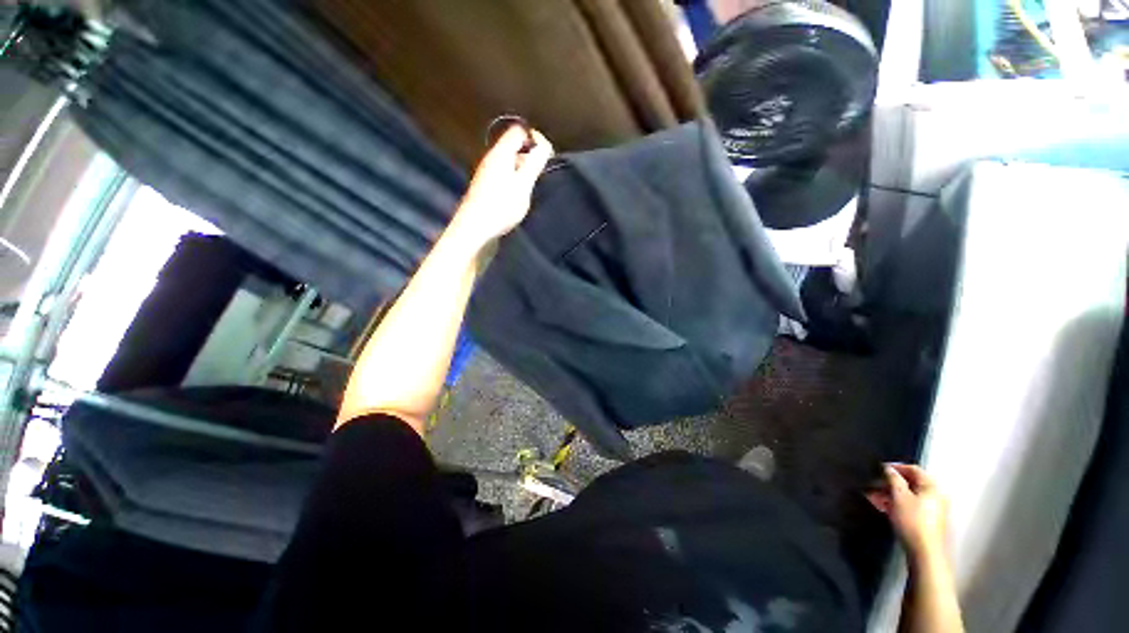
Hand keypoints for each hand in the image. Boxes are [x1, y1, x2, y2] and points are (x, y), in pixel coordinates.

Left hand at [450, 124, 553, 246]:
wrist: (475, 229)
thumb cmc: (501, 206)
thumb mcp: (523, 185)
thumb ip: (534, 163)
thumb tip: (543, 144)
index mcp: (500, 153)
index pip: (518, 131)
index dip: (534, 138)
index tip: (546, 156)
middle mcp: (491, 159)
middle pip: (513, 147)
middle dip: (530, 156)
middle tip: (540, 175)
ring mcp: (486, 174)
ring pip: (509, 163)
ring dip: (523, 171)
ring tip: (531, 188)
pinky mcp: (485, 189)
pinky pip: (504, 176)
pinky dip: (514, 181)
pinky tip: (518, 197)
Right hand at [867, 463, 950, 558]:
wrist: (925, 552)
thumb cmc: (913, 520)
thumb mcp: (899, 496)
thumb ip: (893, 479)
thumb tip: (888, 468)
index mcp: (932, 487)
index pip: (913, 469)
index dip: (896, 467)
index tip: (878, 468)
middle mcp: (935, 496)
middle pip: (910, 484)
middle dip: (890, 483)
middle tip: (872, 484)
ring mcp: (932, 510)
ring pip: (908, 496)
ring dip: (890, 494)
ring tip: (872, 497)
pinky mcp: (927, 522)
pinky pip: (910, 507)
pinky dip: (896, 505)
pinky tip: (883, 508)